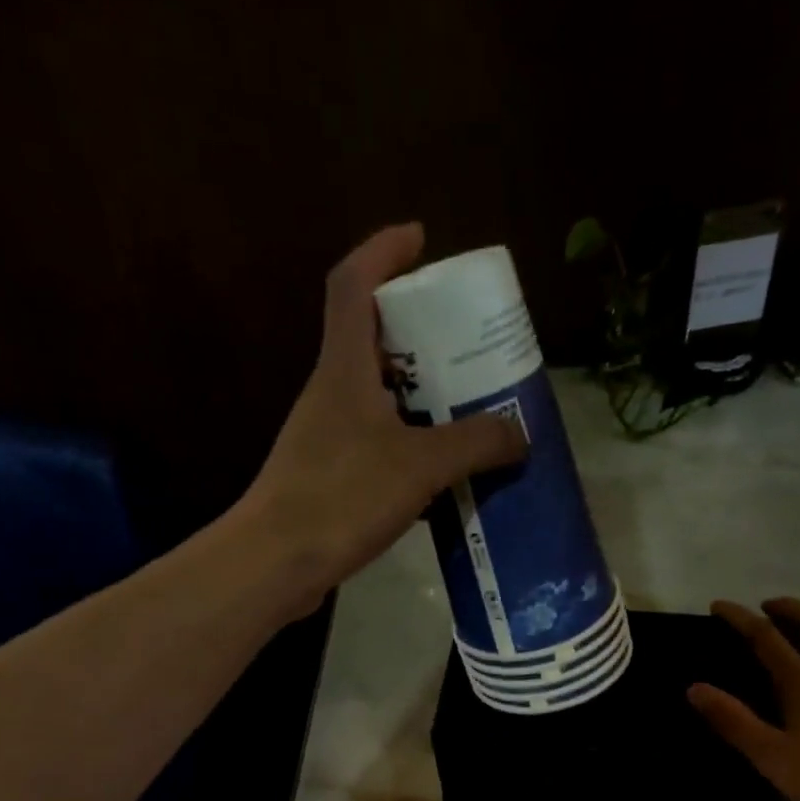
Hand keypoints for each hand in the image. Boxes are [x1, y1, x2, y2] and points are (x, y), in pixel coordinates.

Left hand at [238, 223, 526, 609]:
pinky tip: (441, 469)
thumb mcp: (421, 465)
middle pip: (371, 338)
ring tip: (466, 406)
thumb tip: (521, 434)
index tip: (421, 239)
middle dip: (417, 329)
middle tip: (464, 342)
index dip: (384, 250)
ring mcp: (327, 436)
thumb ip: (476, 444)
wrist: (279, 561)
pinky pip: (378, 441)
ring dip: (418, 392)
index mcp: (344, 367)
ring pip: (377, 395)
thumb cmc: (343, 496)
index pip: (354, 283)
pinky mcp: (330, 476)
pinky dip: (410, 442)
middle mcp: (331, 392)